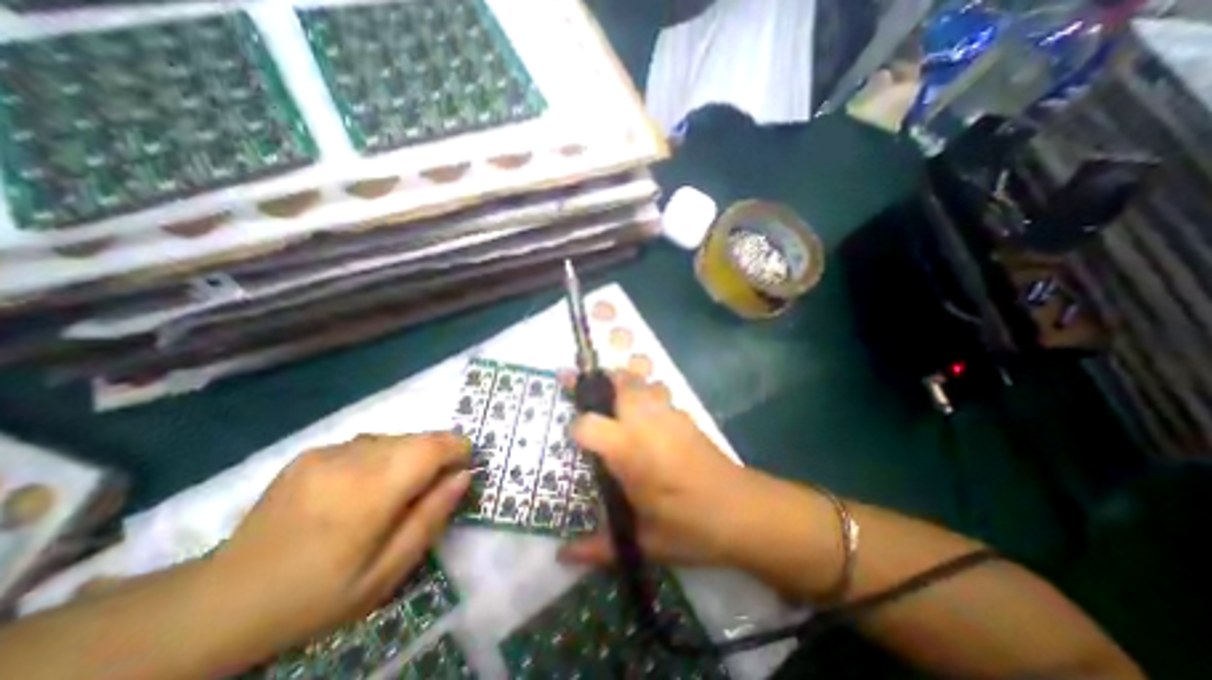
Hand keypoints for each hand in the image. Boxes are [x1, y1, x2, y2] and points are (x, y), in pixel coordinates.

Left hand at [201, 434, 466, 650]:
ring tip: (397, 489)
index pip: (433, 447)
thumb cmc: (317, 594)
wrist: (221, 602)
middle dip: (437, 452)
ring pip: (395, 438)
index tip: (464, 466)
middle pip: (417, 438)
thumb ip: (431, 517)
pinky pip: (368, 443)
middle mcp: (351, 460)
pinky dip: (383, 457)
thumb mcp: (387, 571)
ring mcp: (327, 452)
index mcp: (370, 492)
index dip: (458, 449)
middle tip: (433, 485)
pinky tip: (363, 487)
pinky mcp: (313, 452)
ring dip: (410, 455)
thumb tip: (463, 475)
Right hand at [555, 370, 775, 570]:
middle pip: (619, 383)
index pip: (588, 424)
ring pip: (642, 379)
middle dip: (599, 380)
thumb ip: (599, 546)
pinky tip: (646, 412)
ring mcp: (669, 415)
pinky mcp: (685, 416)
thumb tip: (561, 556)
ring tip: (614, 393)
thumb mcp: (643, 541)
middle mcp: (646, 423)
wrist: (745, 512)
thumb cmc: (690, 528)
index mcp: (629, 451)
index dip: (576, 428)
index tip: (575, 440)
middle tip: (582, 383)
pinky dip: (647, 391)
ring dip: (624, 380)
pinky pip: (660, 391)